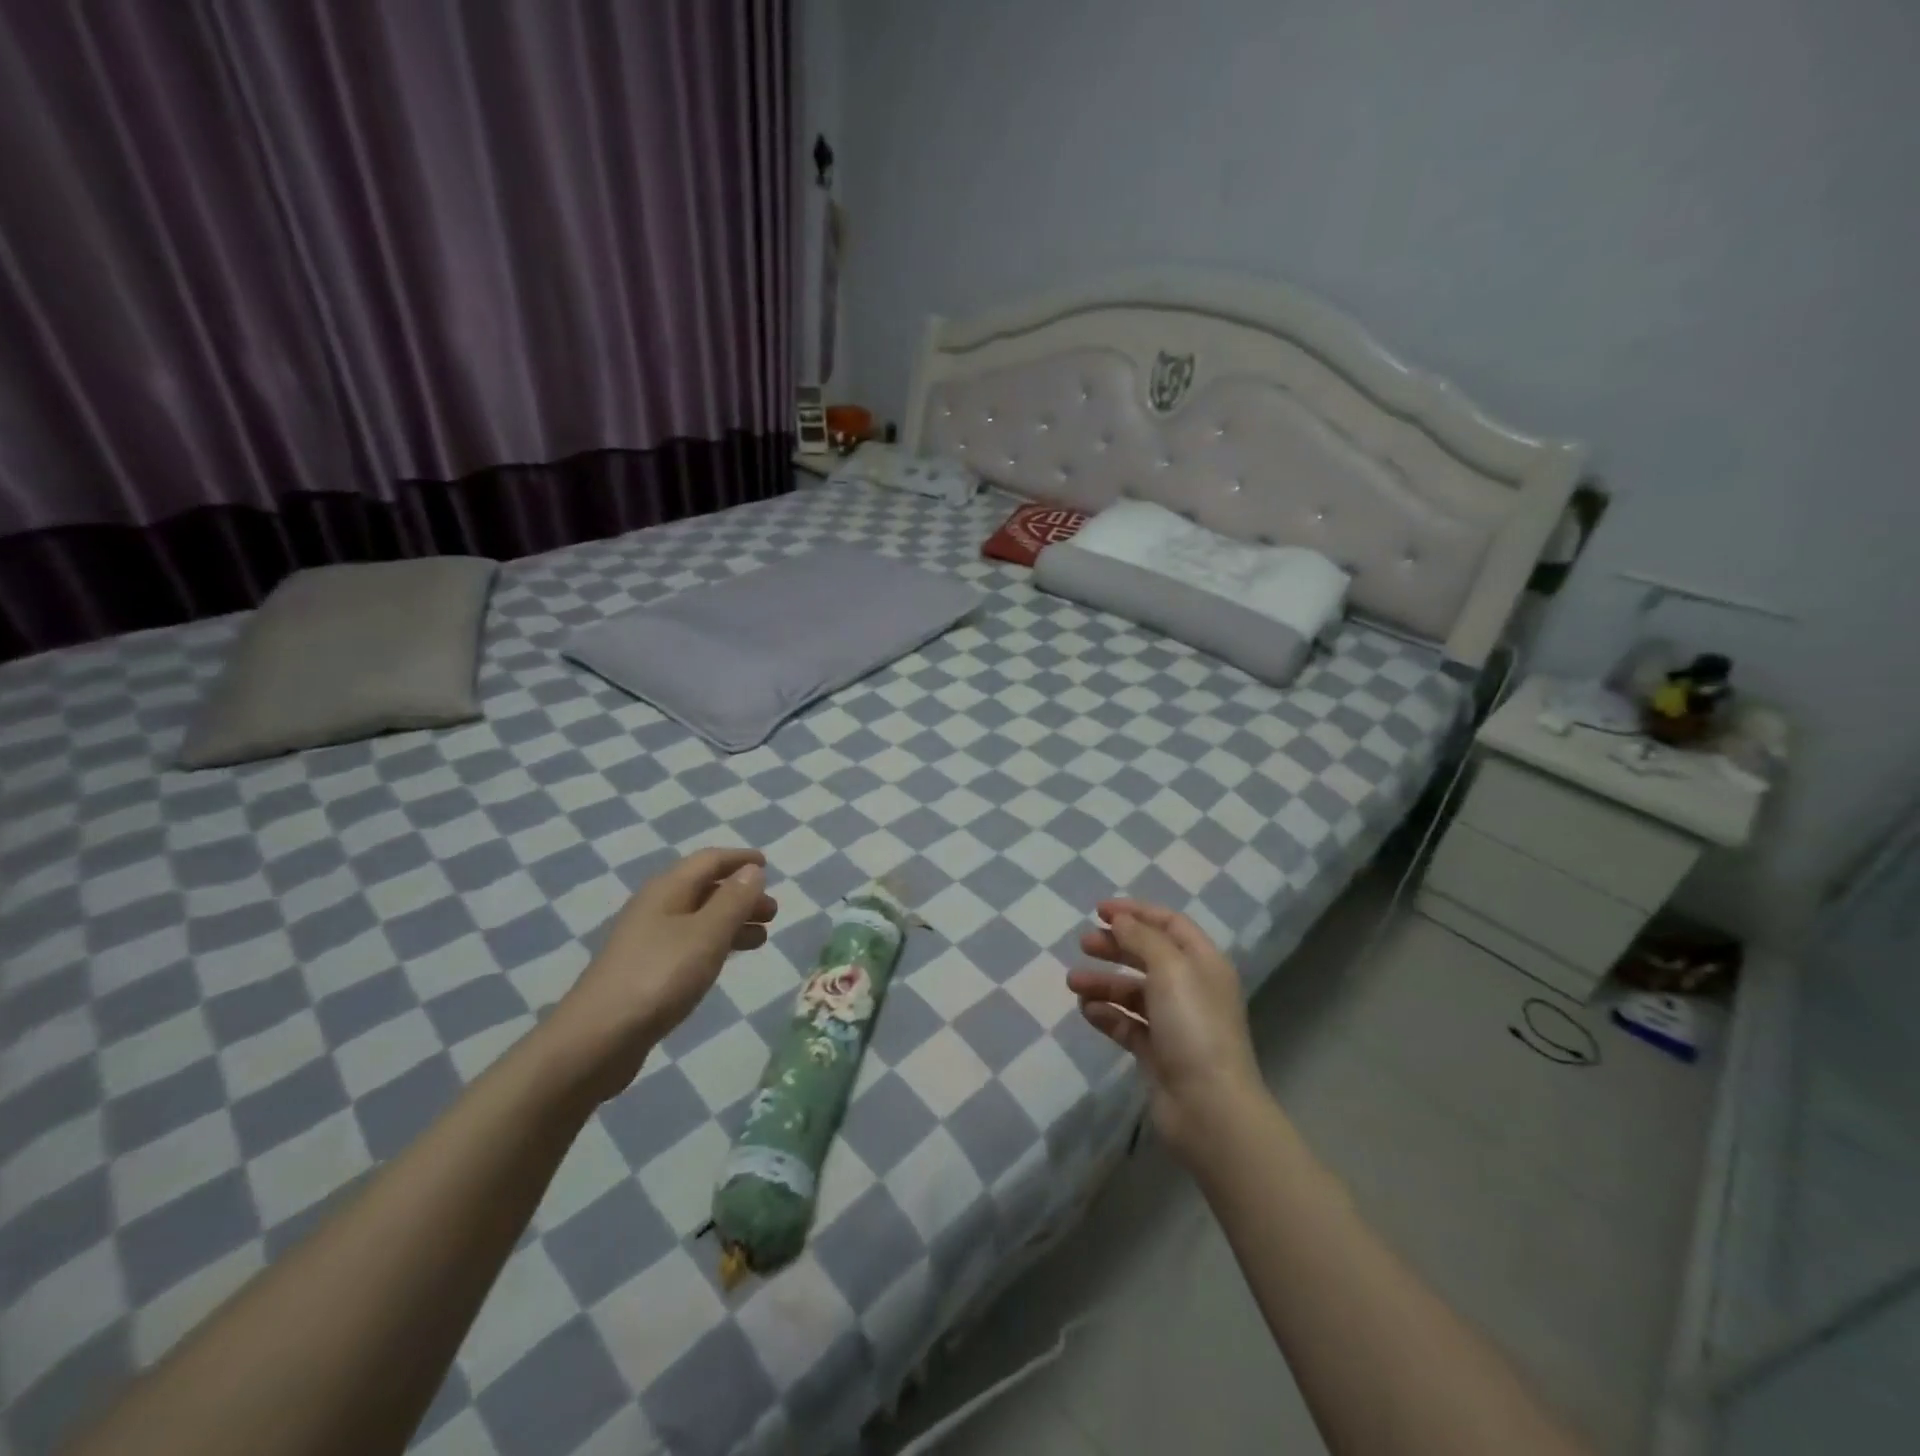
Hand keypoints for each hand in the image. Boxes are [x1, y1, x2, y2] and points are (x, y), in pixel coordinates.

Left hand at [551, 848, 777, 1100]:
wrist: (596, 1040)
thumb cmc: (658, 977)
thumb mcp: (706, 935)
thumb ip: (733, 900)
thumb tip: (752, 870)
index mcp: (667, 890)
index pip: (709, 860)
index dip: (739, 860)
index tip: (768, 866)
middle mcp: (656, 908)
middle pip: (704, 889)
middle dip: (740, 895)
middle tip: (772, 912)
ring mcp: (648, 941)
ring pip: (699, 919)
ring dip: (731, 921)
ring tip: (761, 938)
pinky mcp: (646, 971)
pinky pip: (689, 944)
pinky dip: (715, 944)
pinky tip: (726, 961)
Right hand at [1068, 900, 1264, 1164]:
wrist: (1209, 1108)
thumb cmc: (1193, 1027)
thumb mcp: (1170, 969)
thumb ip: (1142, 938)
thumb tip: (1120, 920)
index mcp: (1203, 963)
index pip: (1170, 924)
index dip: (1136, 912)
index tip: (1099, 910)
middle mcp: (1191, 988)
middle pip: (1149, 955)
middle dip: (1115, 946)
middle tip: (1082, 944)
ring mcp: (1175, 1023)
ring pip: (1133, 991)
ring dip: (1104, 983)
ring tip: (1073, 983)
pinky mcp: (1158, 1053)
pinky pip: (1128, 1024)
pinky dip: (1107, 1014)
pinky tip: (1087, 1011)